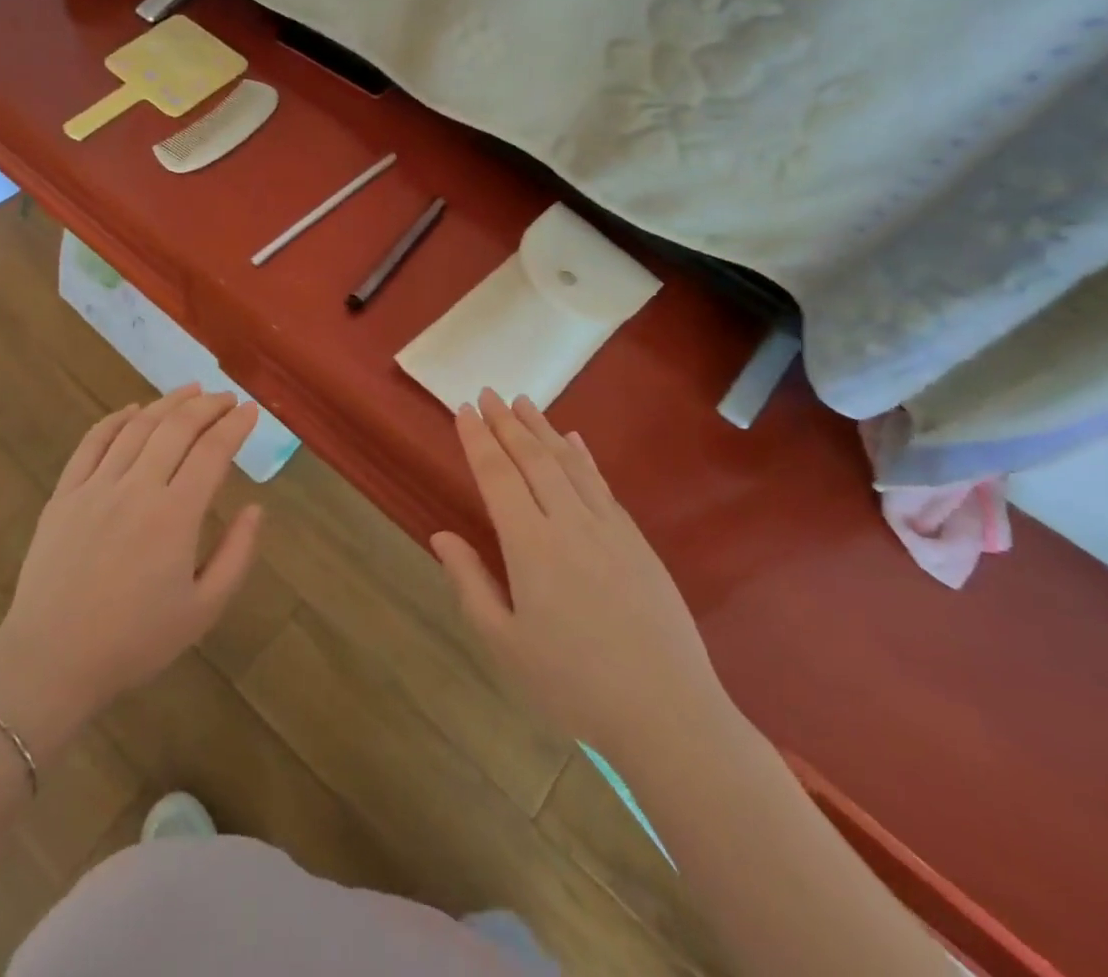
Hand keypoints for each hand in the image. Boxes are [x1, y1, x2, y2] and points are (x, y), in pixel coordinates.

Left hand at [0, 386, 261, 754]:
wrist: (51, 661)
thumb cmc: (135, 641)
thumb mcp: (203, 610)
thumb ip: (236, 555)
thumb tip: (256, 508)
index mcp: (175, 516)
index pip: (212, 452)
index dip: (236, 426)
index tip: (252, 411)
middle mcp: (136, 489)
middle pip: (177, 429)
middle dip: (207, 406)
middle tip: (226, 397)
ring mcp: (95, 487)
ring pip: (137, 427)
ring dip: (167, 403)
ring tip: (190, 390)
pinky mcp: (64, 494)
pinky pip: (92, 443)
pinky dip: (116, 420)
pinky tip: (133, 410)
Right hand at [432, 390, 725, 747]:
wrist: (667, 713)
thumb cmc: (573, 684)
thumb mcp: (505, 643)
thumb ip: (470, 583)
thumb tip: (440, 535)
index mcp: (530, 546)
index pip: (497, 477)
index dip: (477, 440)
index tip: (463, 410)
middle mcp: (568, 523)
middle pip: (531, 459)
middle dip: (506, 423)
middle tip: (488, 394)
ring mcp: (608, 528)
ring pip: (568, 463)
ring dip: (542, 429)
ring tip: (523, 402)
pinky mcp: (636, 541)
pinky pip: (602, 484)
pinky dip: (583, 457)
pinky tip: (574, 441)